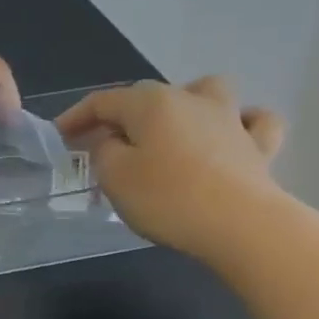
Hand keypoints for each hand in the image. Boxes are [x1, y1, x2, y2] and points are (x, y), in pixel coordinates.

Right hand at [57, 76, 289, 258]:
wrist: (242, 226)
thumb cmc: (167, 198)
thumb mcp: (114, 176)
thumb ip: (103, 151)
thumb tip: (111, 141)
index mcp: (150, 103)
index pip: (102, 101)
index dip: (76, 117)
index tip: (59, 137)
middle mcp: (190, 99)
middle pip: (147, 96)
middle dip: (121, 117)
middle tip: (103, 145)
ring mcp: (230, 119)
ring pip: (207, 92)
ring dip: (186, 102)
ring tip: (172, 127)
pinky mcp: (259, 147)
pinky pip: (254, 122)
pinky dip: (242, 123)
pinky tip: (231, 135)